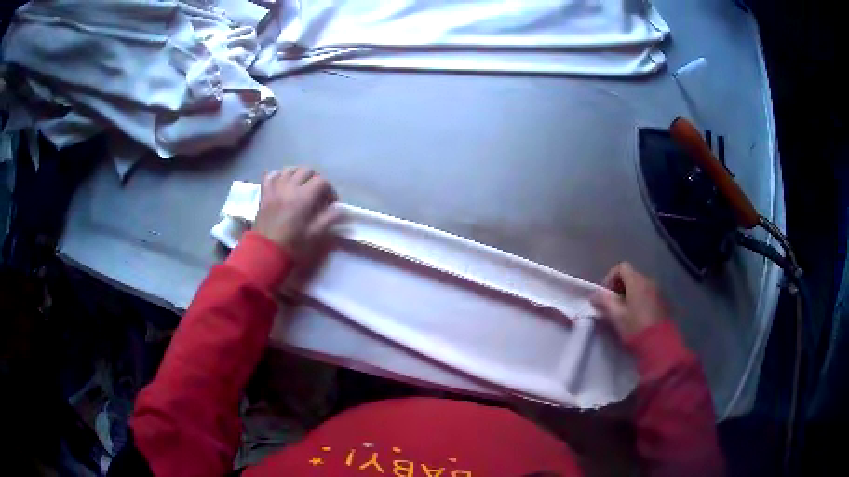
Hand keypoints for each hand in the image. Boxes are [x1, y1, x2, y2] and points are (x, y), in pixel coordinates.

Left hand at [253, 166, 337, 258]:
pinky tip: (283, 182)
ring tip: (301, 186)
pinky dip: (279, 175)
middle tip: (317, 194)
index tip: (331, 203)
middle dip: (315, 179)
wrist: (265, 253)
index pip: (322, 182)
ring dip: (298, 175)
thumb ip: (328, 219)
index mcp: (303, 197)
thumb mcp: (314, 234)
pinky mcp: (264, 194)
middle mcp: (289, 187)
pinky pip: (271, 175)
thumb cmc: (292, 246)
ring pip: (289, 170)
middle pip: (306, 171)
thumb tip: (338, 209)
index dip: (330, 190)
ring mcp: (274, 189)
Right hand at [590, 262, 669, 339]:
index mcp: (636, 281)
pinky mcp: (663, 301)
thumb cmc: (635, 327)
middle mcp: (648, 280)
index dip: (610, 278)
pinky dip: (639, 299)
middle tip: (612, 304)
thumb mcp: (616, 316)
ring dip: (629, 294)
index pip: (621, 267)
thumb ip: (604, 302)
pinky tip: (636, 315)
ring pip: (639, 285)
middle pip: (631, 275)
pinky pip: (647, 293)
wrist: (659, 343)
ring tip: (624, 311)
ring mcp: (658, 290)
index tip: (605, 294)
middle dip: (619, 287)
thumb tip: (594, 295)